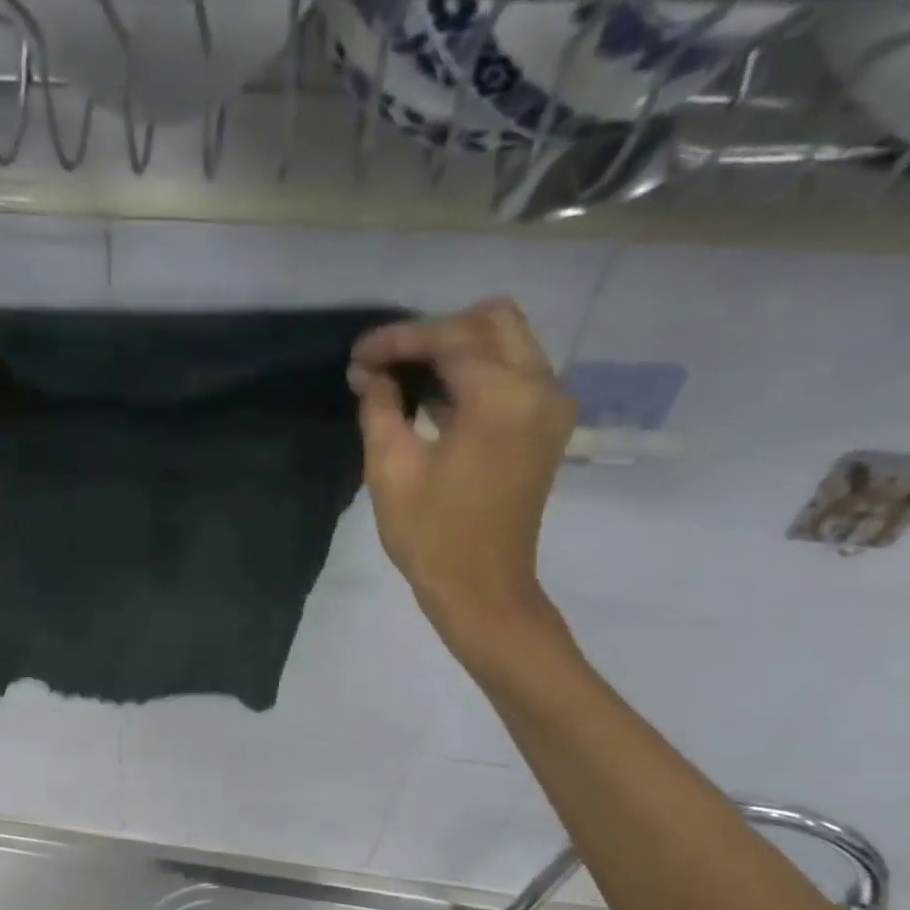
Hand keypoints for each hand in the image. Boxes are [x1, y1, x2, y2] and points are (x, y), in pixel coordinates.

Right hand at [348, 299, 575, 663]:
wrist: (482, 588)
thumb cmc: (432, 535)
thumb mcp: (390, 469)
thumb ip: (380, 408)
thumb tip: (368, 373)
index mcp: (502, 397)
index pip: (449, 338)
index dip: (398, 340)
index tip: (358, 354)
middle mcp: (540, 386)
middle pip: (491, 321)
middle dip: (435, 332)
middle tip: (388, 361)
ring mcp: (550, 406)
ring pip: (506, 343)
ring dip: (456, 350)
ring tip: (403, 377)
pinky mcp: (547, 426)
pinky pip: (514, 374)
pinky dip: (475, 373)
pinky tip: (433, 399)